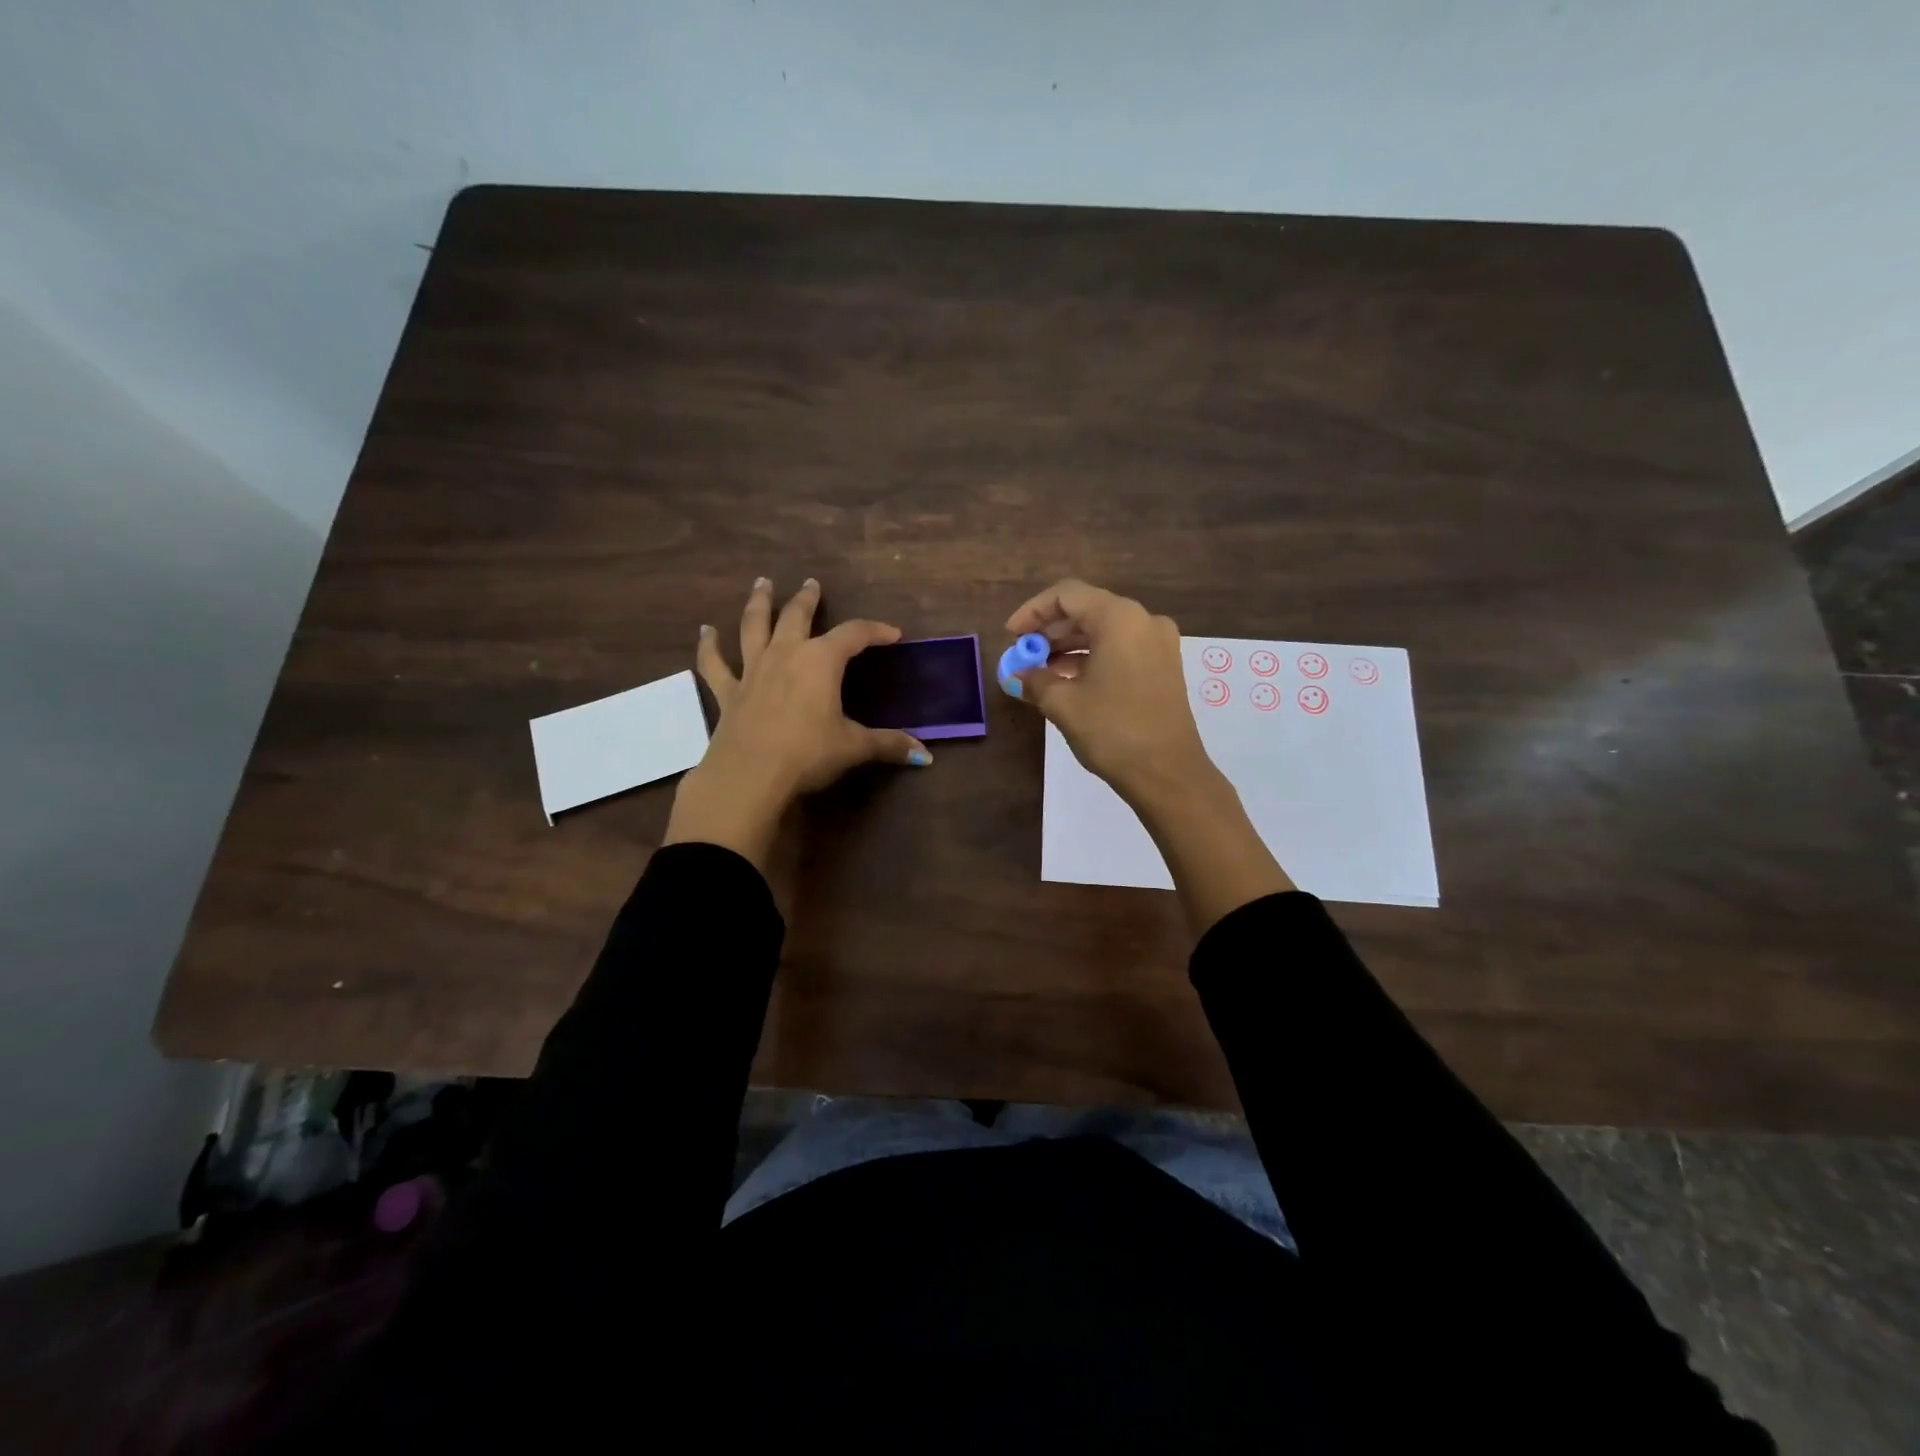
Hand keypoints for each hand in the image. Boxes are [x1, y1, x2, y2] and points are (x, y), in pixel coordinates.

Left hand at [664, 577, 930, 868]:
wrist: (749, 775)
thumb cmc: (807, 754)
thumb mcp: (854, 748)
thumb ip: (889, 746)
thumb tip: (926, 757)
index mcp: (821, 661)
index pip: (854, 634)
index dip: (875, 630)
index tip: (893, 634)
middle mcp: (785, 655)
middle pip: (797, 616)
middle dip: (807, 599)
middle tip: (812, 584)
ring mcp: (752, 670)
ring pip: (754, 626)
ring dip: (759, 604)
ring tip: (762, 584)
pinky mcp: (727, 692)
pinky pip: (714, 664)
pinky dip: (708, 647)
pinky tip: (705, 632)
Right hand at [1001, 578, 1294, 929]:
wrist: (1168, 774)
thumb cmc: (1113, 731)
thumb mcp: (1064, 704)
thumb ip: (1036, 680)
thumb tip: (1018, 675)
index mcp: (1119, 618)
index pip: (1067, 595)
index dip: (1032, 611)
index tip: (1011, 635)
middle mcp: (1143, 620)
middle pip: (1087, 609)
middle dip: (1050, 630)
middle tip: (1022, 654)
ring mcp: (1158, 643)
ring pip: (1104, 630)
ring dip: (1069, 645)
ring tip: (1040, 670)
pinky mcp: (1163, 666)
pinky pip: (1120, 648)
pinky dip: (1092, 657)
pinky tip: (1068, 680)